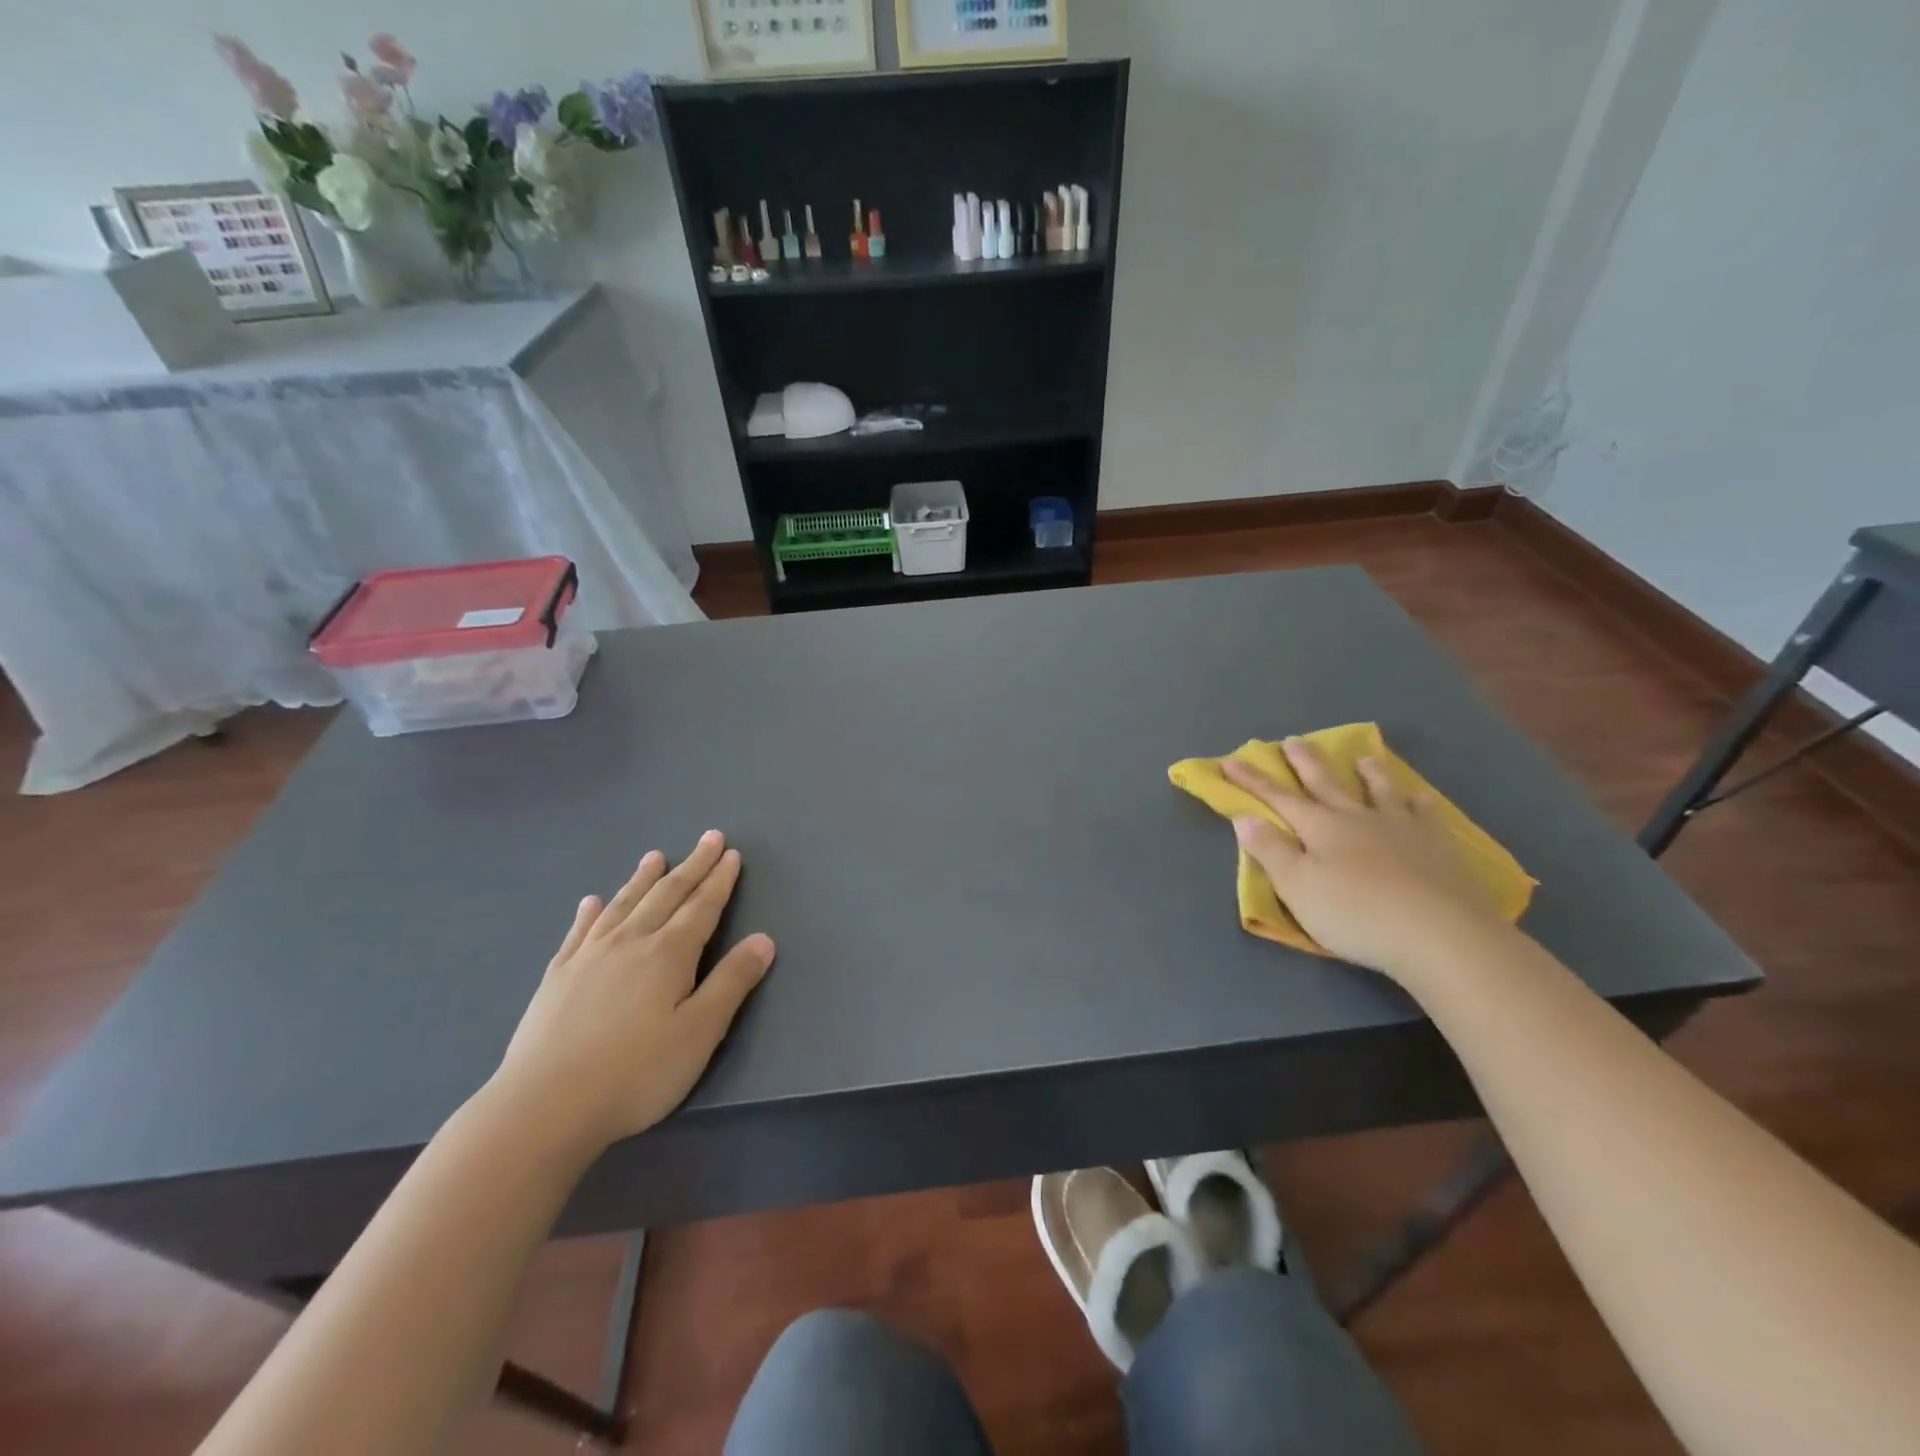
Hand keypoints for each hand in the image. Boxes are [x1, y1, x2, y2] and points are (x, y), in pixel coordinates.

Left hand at [487, 831, 775, 1158]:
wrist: (543, 1106)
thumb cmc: (635, 1073)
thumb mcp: (700, 1032)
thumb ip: (732, 982)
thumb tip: (764, 939)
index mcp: (669, 954)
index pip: (702, 907)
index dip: (719, 880)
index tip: (730, 853)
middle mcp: (630, 942)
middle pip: (667, 895)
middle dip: (692, 866)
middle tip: (708, 838)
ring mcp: (588, 957)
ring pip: (623, 905)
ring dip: (643, 879)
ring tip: (655, 856)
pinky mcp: (557, 977)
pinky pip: (579, 932)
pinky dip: (590, 912)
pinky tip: (591, 902)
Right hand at [1225, 740, 1508, 983]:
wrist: (1441, 934)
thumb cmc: (1356, 914)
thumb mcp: (1298, 887)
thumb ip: (1270, 851)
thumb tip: (1244, 817)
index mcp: (1320, 828)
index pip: (1278, 798)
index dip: (1252, 780)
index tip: (1230, 759)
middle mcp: (1357, 818)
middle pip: (1326, 784)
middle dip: (1305, 762)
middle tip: (1293, 740)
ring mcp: (1401, 829)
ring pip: (1380, 791)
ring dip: (1368, 774)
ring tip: (1363, 758)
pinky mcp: (1438, 847)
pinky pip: (1425, 816)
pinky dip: (1418, 804)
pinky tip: (1420, 799)